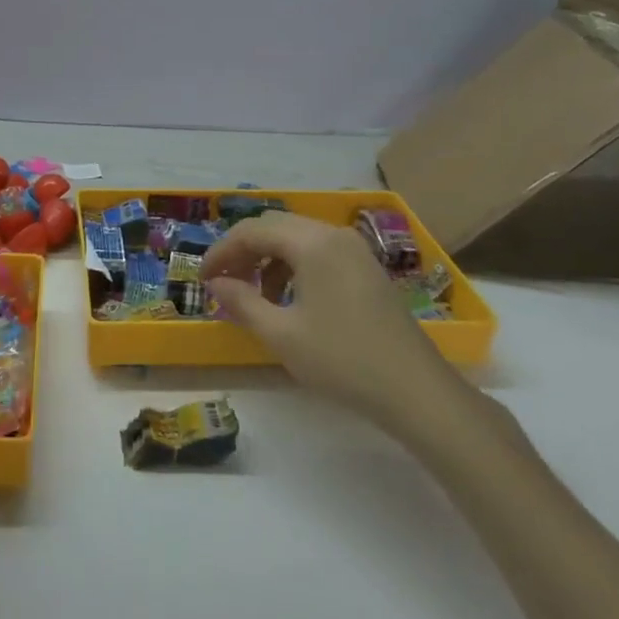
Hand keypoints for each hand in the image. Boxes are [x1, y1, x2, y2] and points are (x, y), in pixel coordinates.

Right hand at [202, 212, 478, 446]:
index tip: (202, 279)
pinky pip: (319, 252)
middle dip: (243, 251)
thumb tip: (215, 283)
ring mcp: (355, 250)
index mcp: (312, 243)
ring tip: (255, 297)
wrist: (416, 391)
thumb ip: (242, 302)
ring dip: (268, 259)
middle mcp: (333, 234)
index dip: (221, 251)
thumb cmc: (343, 360)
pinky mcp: (367, 268)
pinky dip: (293, 266)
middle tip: (223, 283)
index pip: (252, 231)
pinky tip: (289, 300)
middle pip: (275, 227)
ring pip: (297, 238)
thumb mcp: (281, 335)